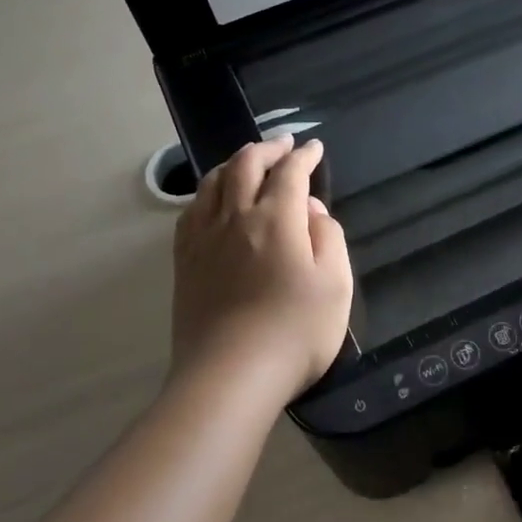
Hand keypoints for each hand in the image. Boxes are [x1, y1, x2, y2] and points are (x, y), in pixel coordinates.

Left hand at [170, 136, 352, 402]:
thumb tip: (312, 211)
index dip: (304, 157)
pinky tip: (212, 201)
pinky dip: (207, 193)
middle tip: (283, 145)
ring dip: (234, 164)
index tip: (314, 148)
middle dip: (267, 149)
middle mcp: (236, 218)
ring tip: (247, 163)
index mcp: (277, 220)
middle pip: (245, 166)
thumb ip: (329, 238)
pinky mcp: (185, 263)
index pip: (290, 173)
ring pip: (213, 183)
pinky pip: (191, 212)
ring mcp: (204, 239)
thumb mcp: (336, 284)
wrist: (231, 376)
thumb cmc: (296, 332)